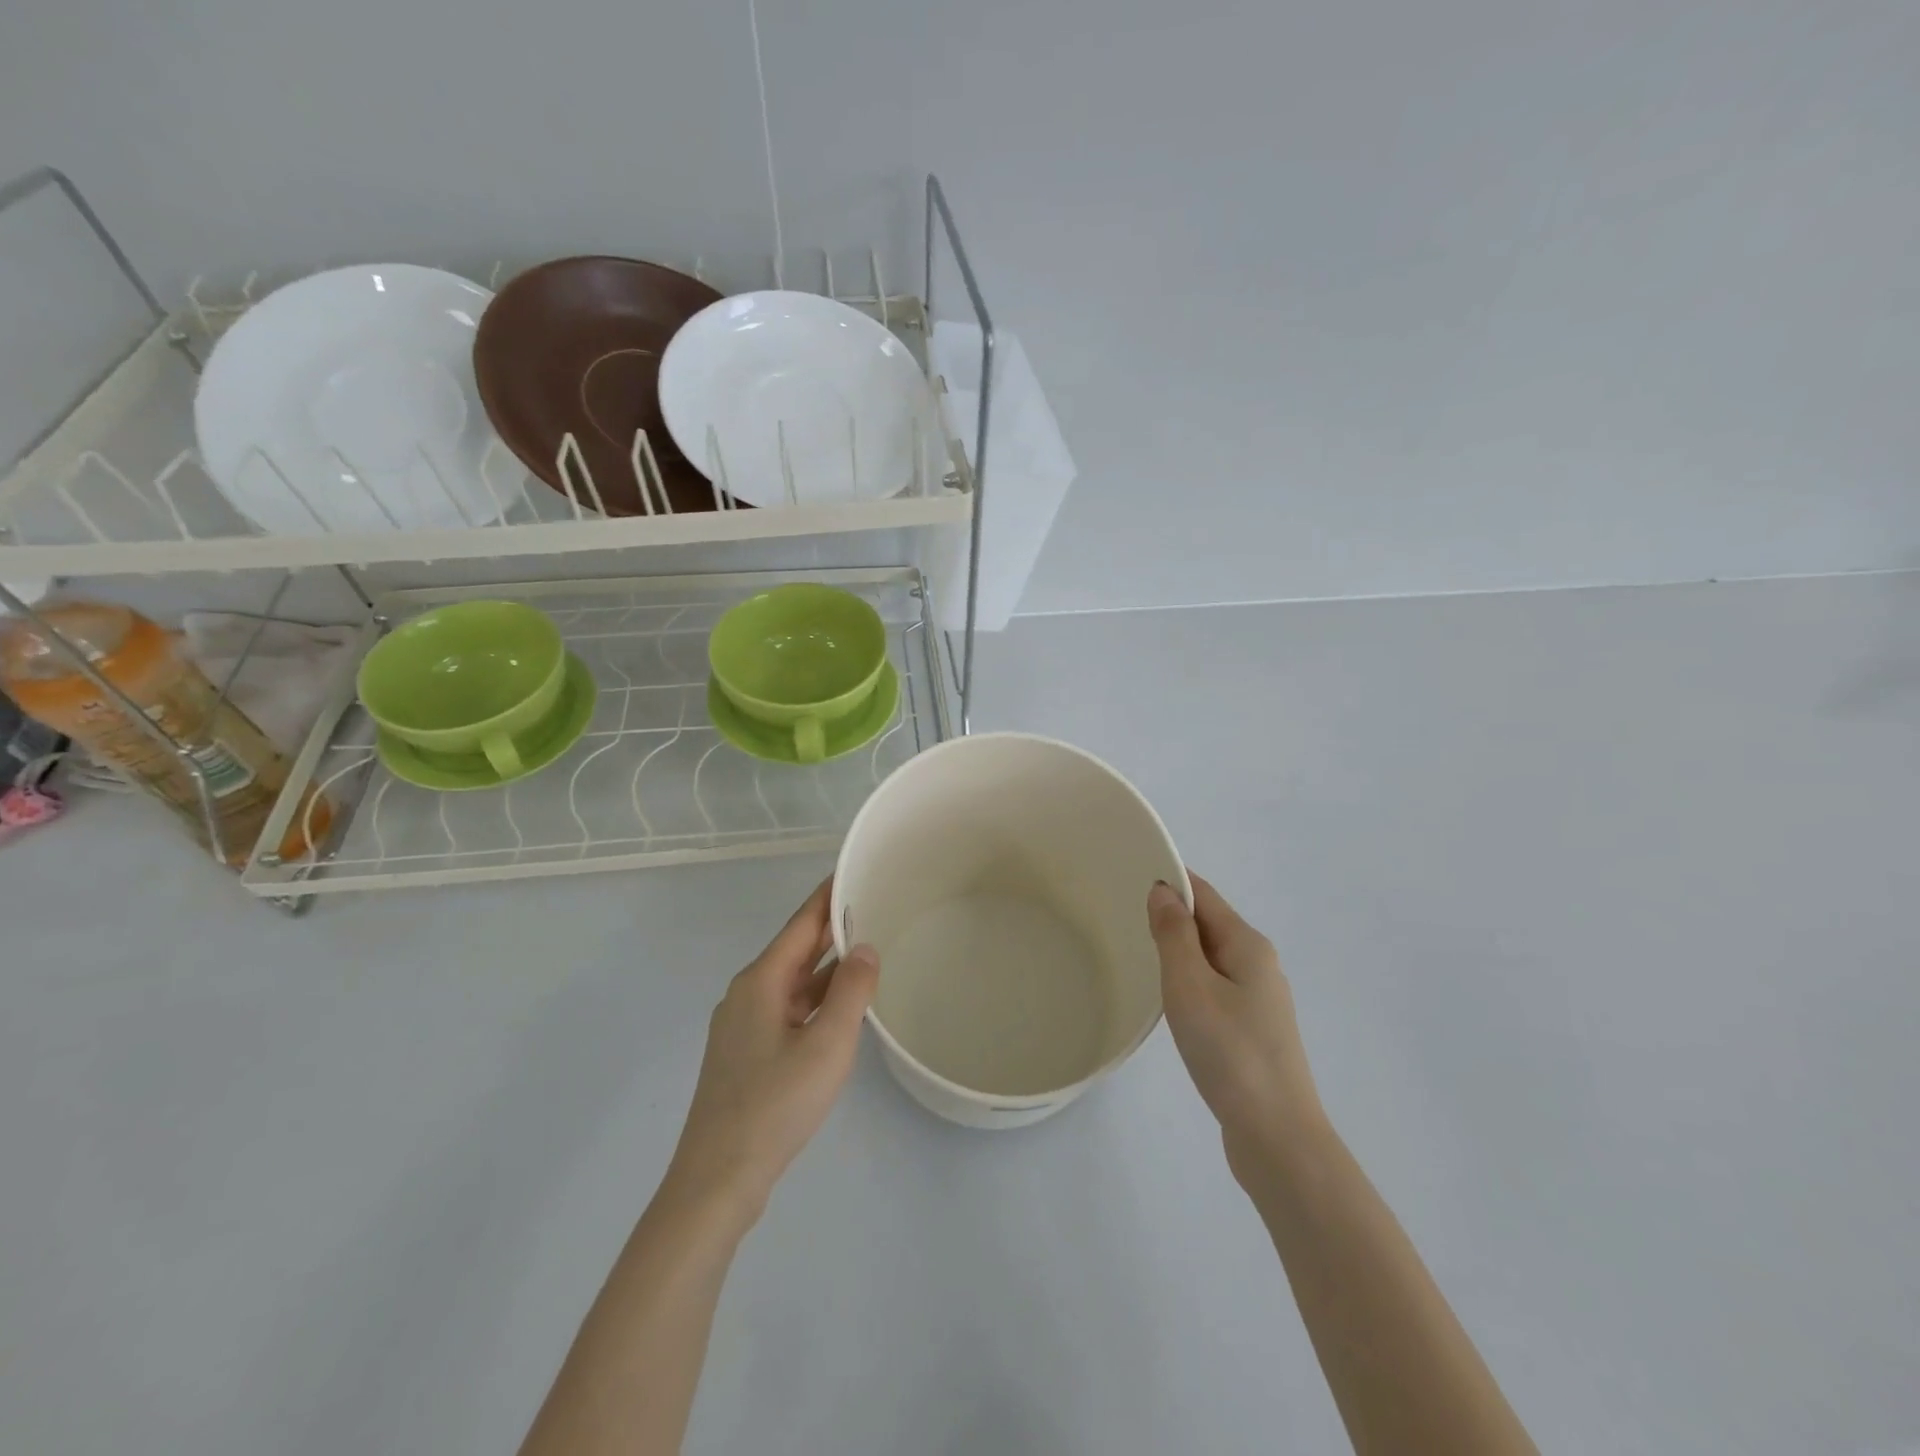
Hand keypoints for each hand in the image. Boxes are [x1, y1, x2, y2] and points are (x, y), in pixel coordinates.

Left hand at [665, 880, 878, 1225]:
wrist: (717, 1179)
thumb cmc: (775, 1104)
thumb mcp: (827, 1044)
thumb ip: (852, 991)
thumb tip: (865, 947)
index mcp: (761, 981)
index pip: (801, 924)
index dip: (828, 895)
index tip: (854, 869)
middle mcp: (748, 994)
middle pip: (796, 950)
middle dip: (833, 929)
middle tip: (874, 906)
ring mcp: (744, 1026)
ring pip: (794, 983)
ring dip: (828, 968)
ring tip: (869, 951)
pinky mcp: (747, 1054)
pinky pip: (789, 1009)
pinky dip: (818, 1000)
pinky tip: (842, 1009)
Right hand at [1148, 875, 1326, 1180]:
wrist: (1277, 1136)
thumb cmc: (1229, 1052)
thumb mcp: (1190, 986)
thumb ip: (1174, 934)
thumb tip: (1164, 889)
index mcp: (1247, 945)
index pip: (1204, 894)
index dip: (1171, 880)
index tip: (1131, 873)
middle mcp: (1259, 964)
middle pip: (1209, 923)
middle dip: (1171, 914)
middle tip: (1123, 914)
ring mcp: (1260, 1000)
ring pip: (1211, 958)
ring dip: (1179, 950)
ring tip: (1138, 952)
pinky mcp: (1254, 1030)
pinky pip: (1215, 987)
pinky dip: (1189, 980)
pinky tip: (1170, 1000)